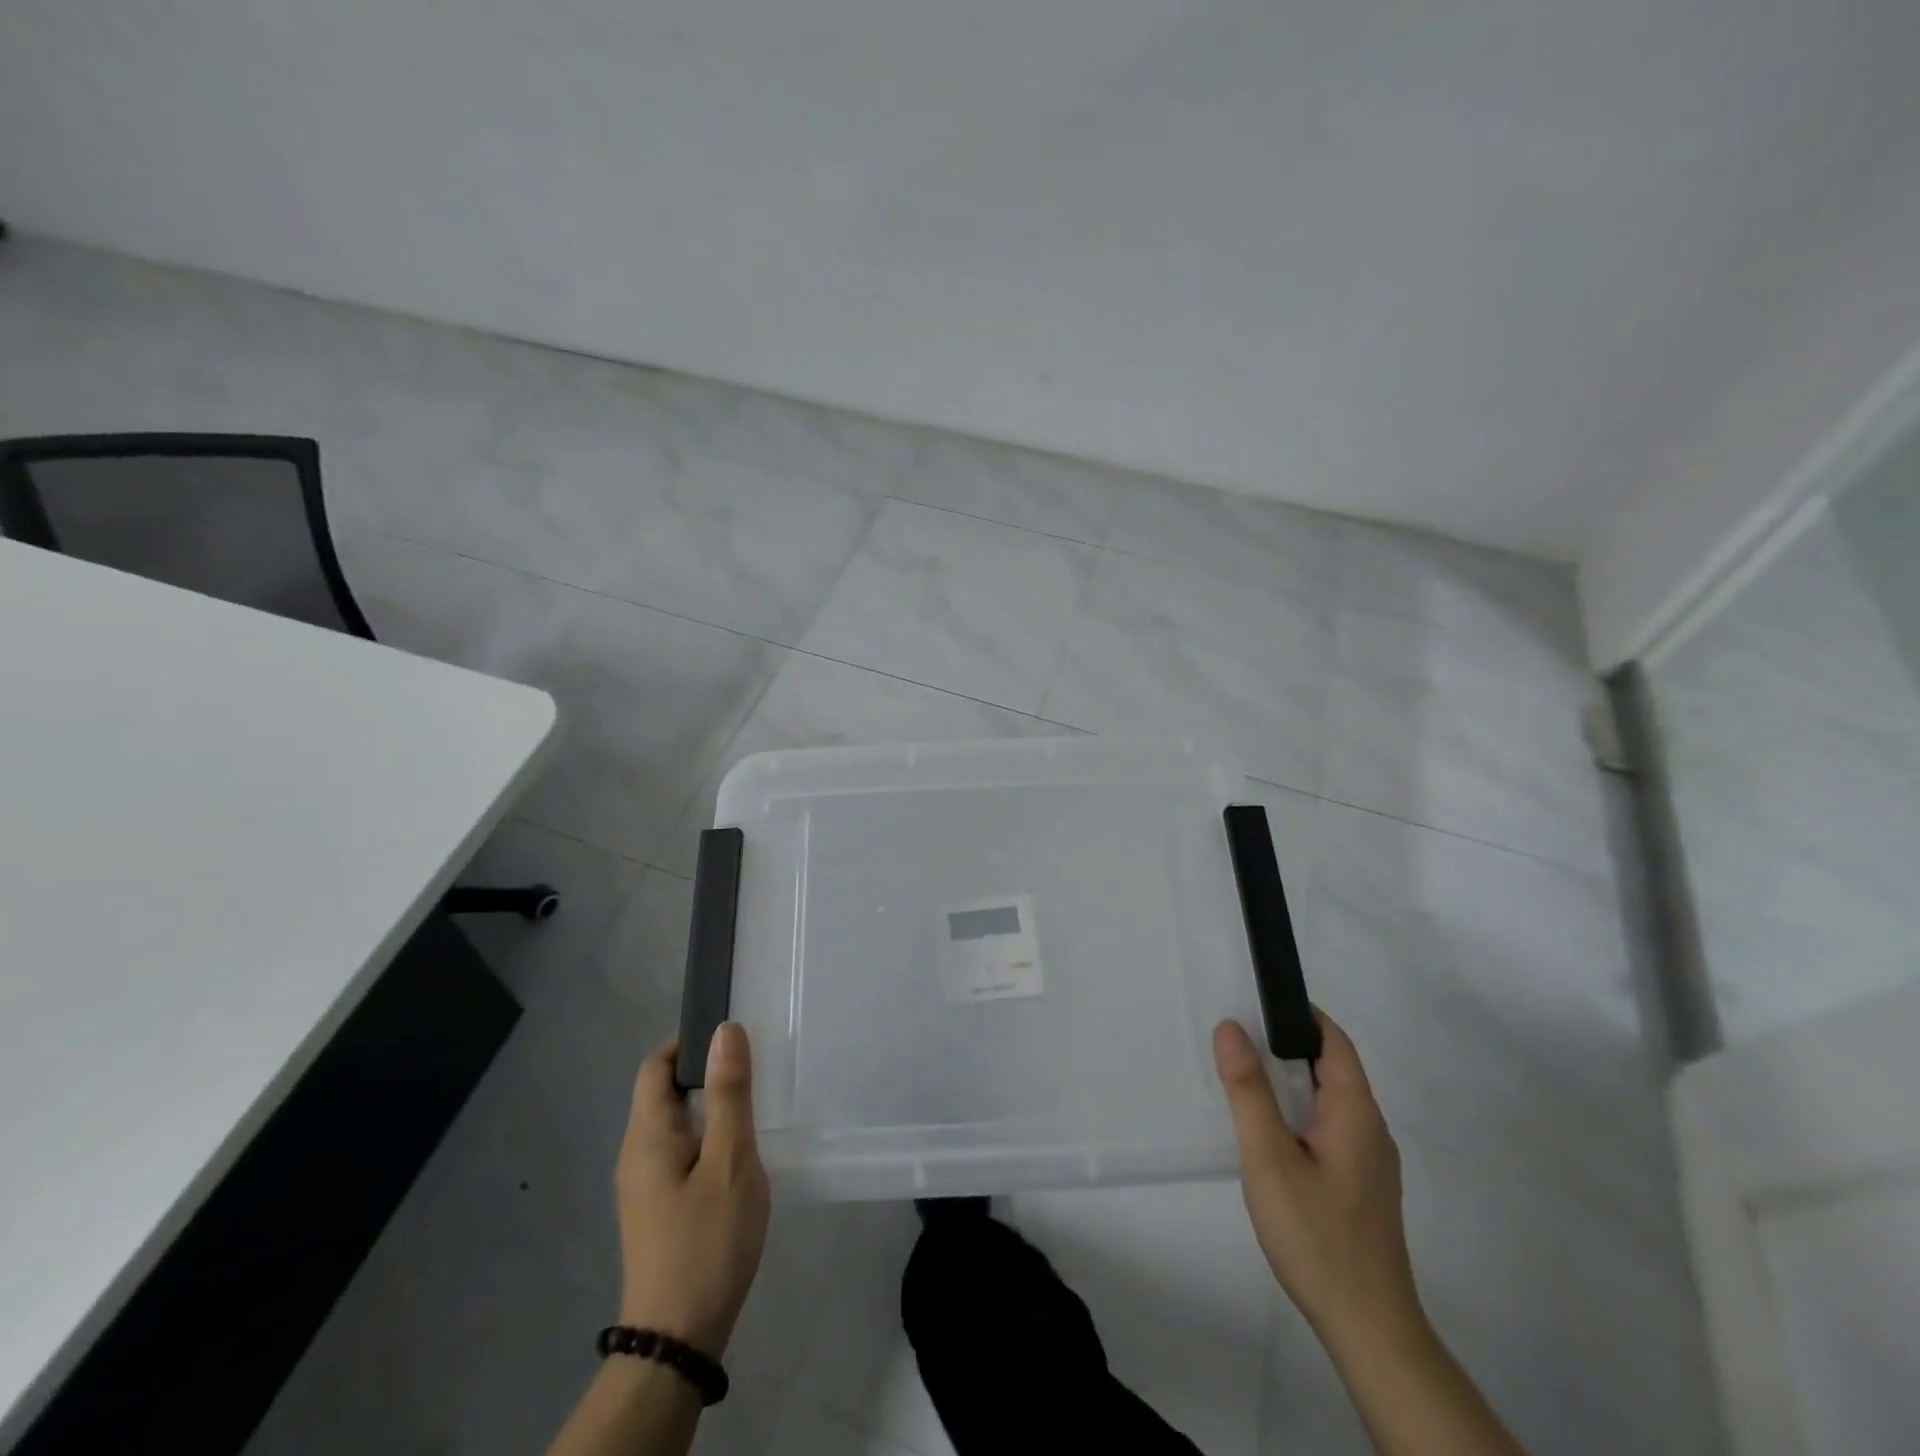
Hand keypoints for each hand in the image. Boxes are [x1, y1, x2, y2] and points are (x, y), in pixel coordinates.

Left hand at [614, 1023, 770, 1359]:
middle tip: (754, 1070)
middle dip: (705, 1072)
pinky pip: (679, 1150)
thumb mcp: (730, 1161)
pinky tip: (738, 1153)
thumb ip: (729, 1093)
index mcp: (647, 1135)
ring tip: (753, 1107)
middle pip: (663, 1091)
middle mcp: (635, 1152)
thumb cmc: (707, 1241)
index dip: (689, 1042)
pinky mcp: (656, 1207)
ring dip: (710, 1106)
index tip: (733, 1039)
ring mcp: (643, 1184)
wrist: (677, 1339)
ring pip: (675, 1123)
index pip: (656, 1065)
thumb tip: (725, 1029)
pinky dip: (707, 1136)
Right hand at [1214, 1011, 1423, 1352]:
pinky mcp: (1362, 1187)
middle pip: (1331, 1068)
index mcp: (1355, 1111)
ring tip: (1243, 1081)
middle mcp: (1370, 1128)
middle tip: (1235, 1040)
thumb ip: (1248, 1090)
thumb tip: (1231, 1027)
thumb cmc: (1316, 1234)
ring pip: (1328, 1101)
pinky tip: (1268, 1135)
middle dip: (1285, 1047)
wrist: (1369, 1328)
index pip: (1333, 1041)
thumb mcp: (1269, 1157)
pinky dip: (1297, 1114)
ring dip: (1289, 1083)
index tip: (1256, 1002)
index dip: (1299, 1014)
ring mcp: (1370, 1161)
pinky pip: (1329, 1129)